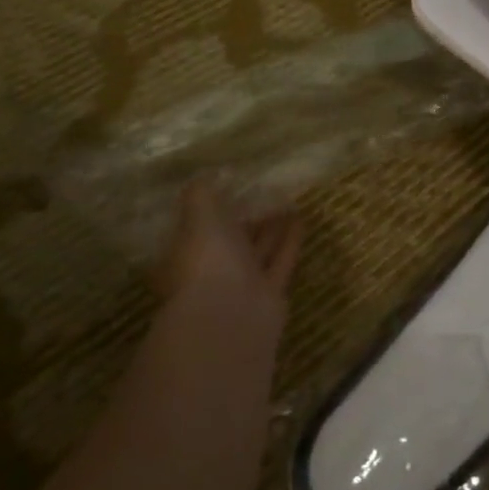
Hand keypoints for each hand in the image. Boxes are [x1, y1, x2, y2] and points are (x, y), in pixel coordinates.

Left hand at [152, 181, 301, 342]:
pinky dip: (290, 241)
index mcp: (187, 254)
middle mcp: (213, 269)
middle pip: (232, 238)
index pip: (199, 226)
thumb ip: (200, 195)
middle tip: (265, 189)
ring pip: (258, 248)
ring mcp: (242, 283)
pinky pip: (281, 260)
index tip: (231, 185)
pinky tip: (300, 218)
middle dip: (247, 216)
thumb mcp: (198, 219)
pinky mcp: (270, 291)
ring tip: (288, 200)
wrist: (231, 317)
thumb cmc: (207, 263)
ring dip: (272, 226)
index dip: (214, 207)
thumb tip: (203, 173)